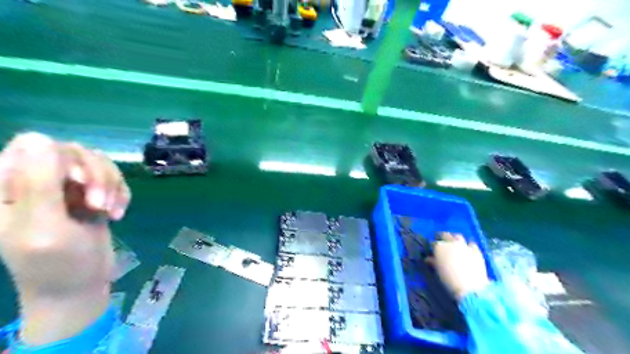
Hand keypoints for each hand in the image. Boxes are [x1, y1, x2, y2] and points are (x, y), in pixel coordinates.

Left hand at [1, 133, 131, 345]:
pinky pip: (112, 178)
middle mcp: (35, 181)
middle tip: (100, 205)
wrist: (80, 286)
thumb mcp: (44, 226)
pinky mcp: (91, 194)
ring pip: (97, 162)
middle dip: (95, 176)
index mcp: (6, 186)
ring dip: (111, 186)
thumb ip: (39, 184)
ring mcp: (66, 187)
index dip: (64, 159)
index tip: (79, 184)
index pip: (33, 145)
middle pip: (73, 151)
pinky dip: (120, 193)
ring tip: (111, 211)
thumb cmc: (56, 264)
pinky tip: (118, 213)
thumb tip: (43, 138)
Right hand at [432, 234, 488, 299]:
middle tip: (442, 244)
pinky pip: (471, 244)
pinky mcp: (476, 250)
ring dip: (455, 239)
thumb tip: (428, 258)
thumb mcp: (438, 271)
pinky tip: (468, 250)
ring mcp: (464, 245)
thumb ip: (433, 262)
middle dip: (443, 238)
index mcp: (439, 247)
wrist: (470, 287)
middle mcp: (451, 243)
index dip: (433, 247)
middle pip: (445, 235)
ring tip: (454, 244)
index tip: (433, 251)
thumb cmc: (449, 280)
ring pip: (458, 236)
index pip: (433, 243)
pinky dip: (468, 246)